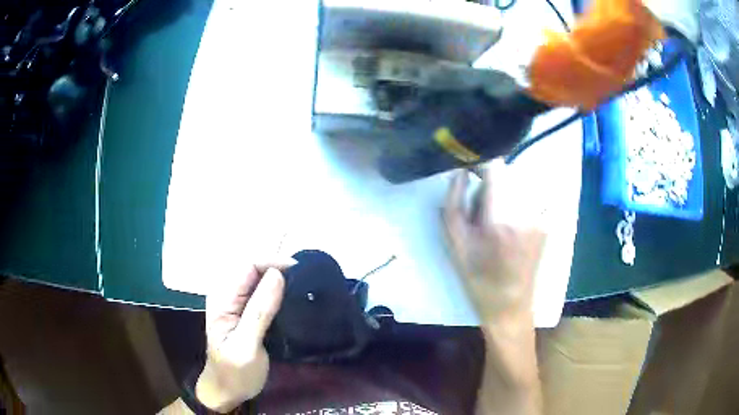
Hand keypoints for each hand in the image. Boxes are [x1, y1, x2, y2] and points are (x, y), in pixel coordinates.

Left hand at [195, 259, 295, 412]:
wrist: (227, 391)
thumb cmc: (235, 372)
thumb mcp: (247, 346)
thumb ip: (260, 311)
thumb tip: (277, 274)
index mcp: (223, 300)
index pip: (248, 266)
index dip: (273, 262)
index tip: (300, 272)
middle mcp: (227, 296)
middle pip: (253, 269)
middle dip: (278, 269)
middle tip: (305, 282)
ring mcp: (235, 304)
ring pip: (258, 280)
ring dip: (280, 280)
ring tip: (303, 288)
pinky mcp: (244, 313)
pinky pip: (261, 294)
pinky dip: (278, 292)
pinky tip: (292, 300)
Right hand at [442, 165, 545, 320]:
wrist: (510, 305)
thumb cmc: (477, 278)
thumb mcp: (455, 243)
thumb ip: (454, 202)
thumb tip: (461, 172)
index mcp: (501, 219)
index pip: (496, 168)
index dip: (481, 164)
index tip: (472, 173)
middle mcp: (526, 212)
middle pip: (507, 175)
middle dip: (492, 184)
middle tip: (482, 212)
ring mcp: (541, 217)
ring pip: (520, 185)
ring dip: (505, 194)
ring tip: (497, 221)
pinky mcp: (548, 222)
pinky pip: (530, 197)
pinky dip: (518, 203)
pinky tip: (512, 227)